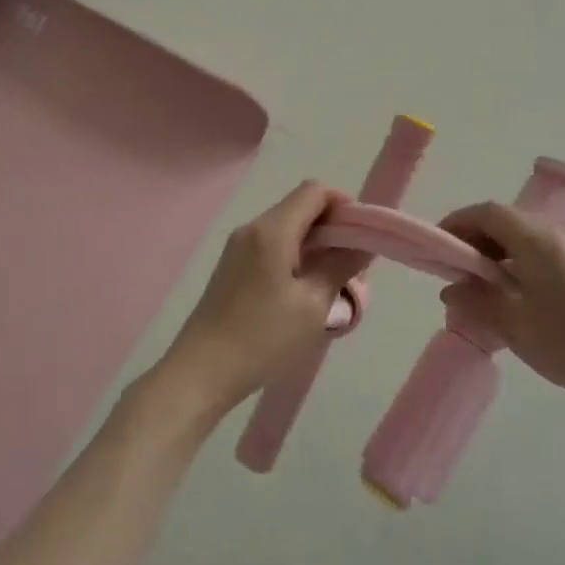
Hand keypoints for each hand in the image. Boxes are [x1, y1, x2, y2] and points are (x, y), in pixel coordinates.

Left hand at [153, 181, 367, 420]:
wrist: (201, 373)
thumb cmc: (263, 338)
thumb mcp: (313, 305)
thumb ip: (340, 267)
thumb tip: (363, 245)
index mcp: (272, 230)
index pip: (314, 191)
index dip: (344, 206)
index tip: (361, 237)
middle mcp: (252, 228)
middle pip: (300, 207)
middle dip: (332, 228)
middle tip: (352, 266)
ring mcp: (238, 247)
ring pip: (286, 228)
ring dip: (314, 245)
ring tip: (331, 283)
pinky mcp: (232, 267)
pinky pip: (271, 246)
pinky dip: (294, 257)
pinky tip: (303, 292)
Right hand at [437, 202, 564, 437]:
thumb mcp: (517, 327)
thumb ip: (478, 303)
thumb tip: (451, 288)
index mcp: (535, 239)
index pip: (486, 212)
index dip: (457, 223)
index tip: (436, 249)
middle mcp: (554, 236)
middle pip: (504, 222)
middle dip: (473, 241)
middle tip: (454, 275)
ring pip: (522, 241)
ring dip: (495, 257)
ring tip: (479, 293)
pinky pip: (539, 257)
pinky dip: (516, 268)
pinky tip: (512, 303)